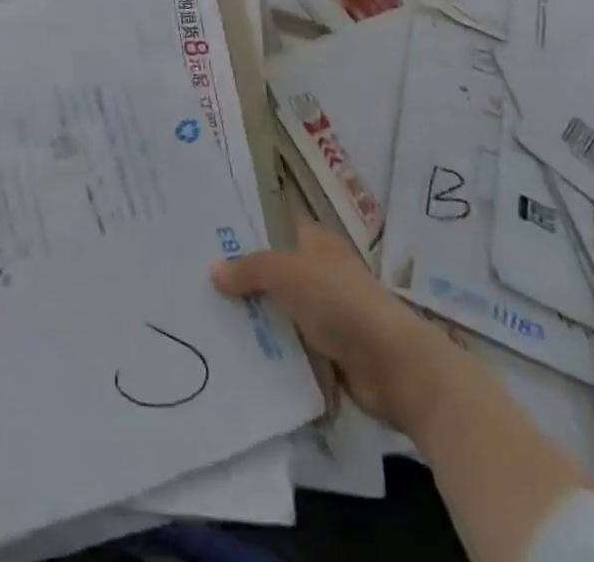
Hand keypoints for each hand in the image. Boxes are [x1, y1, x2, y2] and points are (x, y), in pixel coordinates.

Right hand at [213, 219, 455, 429]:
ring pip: (281, 310)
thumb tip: (214, 270)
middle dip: (245, 278)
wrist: (393, 366)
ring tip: (209, 320)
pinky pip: (291, 346)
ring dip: (256, 319)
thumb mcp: (288, 274)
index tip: (213, 237)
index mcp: (317, 242)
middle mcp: (321, 272)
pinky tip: (239, 354)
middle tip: (200, 283)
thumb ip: (251, 270)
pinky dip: (272, 351)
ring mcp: (327, 314)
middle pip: (276, 271)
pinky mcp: (329, 352)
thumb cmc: (341, 302)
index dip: (251, 229)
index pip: (279, 226)